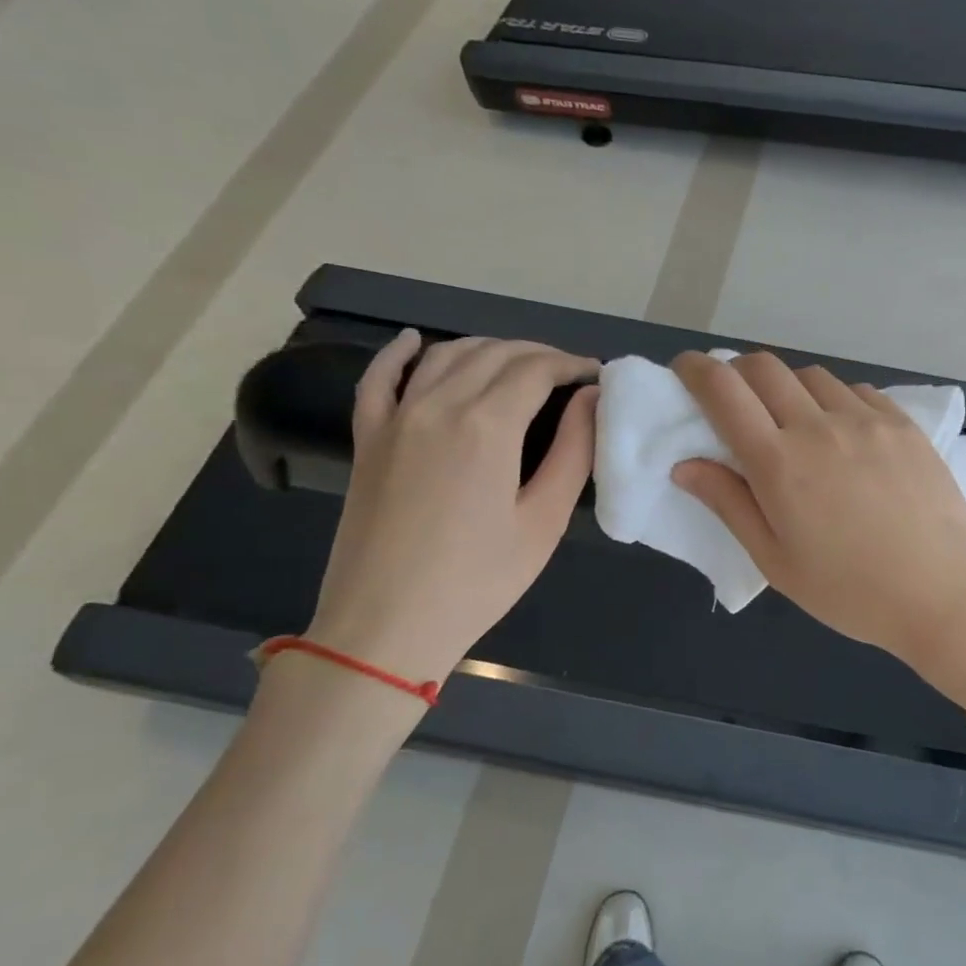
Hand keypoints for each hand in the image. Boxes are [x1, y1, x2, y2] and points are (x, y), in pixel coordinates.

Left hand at [305, 331, 598, 685]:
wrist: (385, 625)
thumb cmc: (478, 580)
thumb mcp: (543, 520)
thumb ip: (573, 451)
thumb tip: (590, 399)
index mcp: (487, 426)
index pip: (536, 369)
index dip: (571, 364)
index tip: (596, 376)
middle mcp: (438, 405)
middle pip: (495, 354)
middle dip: (539, 354)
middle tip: (569, 374)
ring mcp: (396, 418)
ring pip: (447, 356)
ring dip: (489, 349)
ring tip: (520, 364)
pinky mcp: (368, 439)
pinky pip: (380, 379)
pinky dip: (400, 353)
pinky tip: (415, 341)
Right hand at [670, 351, 965, 673]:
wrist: (940, 593)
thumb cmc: (849, 590)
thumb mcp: (775, 561)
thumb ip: (729, 504)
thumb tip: (685, 465)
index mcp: (779, 463)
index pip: (724, 391)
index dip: (696, 370)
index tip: (686, 370)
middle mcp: (819, 426)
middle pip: (765, 367)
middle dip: (737, 371)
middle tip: (735, 400)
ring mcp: (867, 420)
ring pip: (812, 376)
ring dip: (787, 386)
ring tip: (792, 420)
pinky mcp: (903, 424)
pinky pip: (857, 391)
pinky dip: (834, 399)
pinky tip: (842, 431)